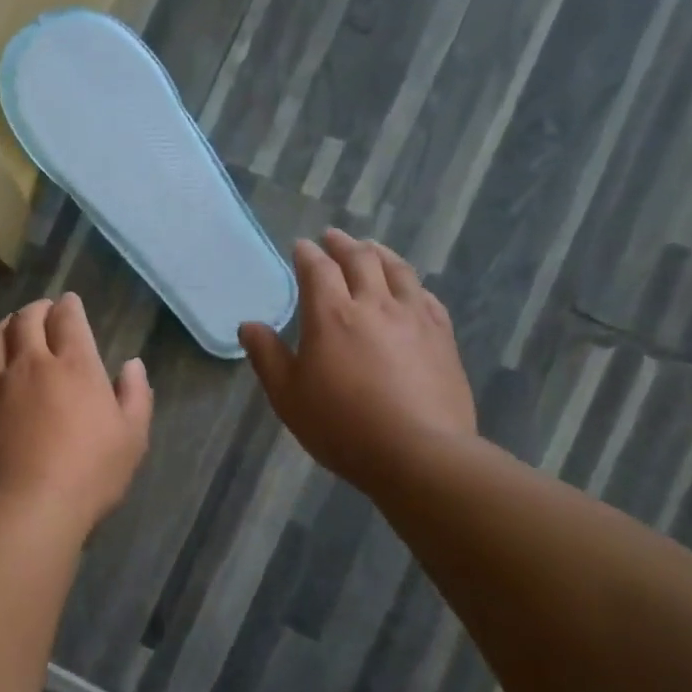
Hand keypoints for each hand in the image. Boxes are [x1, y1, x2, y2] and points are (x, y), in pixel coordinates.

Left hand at [0, 293, 153, 532]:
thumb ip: (135, 395)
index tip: (69, 302)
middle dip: (36, 309)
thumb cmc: (89, 474)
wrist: (27, 507)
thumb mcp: (132, 437)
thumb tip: (132, 364)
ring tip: (11, 326)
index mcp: (74, 366)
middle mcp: (31, 364)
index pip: (68, 320)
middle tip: (41, 310)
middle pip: (27, 321)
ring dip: (5, 325)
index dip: (69, 306)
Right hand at [239, 230, 475, 490]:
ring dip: (380, 253)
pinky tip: (409, 288)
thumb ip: (267, 356)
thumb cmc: (342, 426)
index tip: (300, 246)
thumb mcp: (288, 396)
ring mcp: (414, 317)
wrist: (419, 453)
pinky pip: (426, 296)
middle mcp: (374, 304)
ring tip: (371, 248)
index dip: (307, 254)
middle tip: (333, 237)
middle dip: (343, 244)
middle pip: (360, 259)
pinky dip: (411, 283)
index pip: (318, 269)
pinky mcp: (442, 336)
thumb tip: (249, 325)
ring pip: (398, 270)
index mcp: (332, 315)